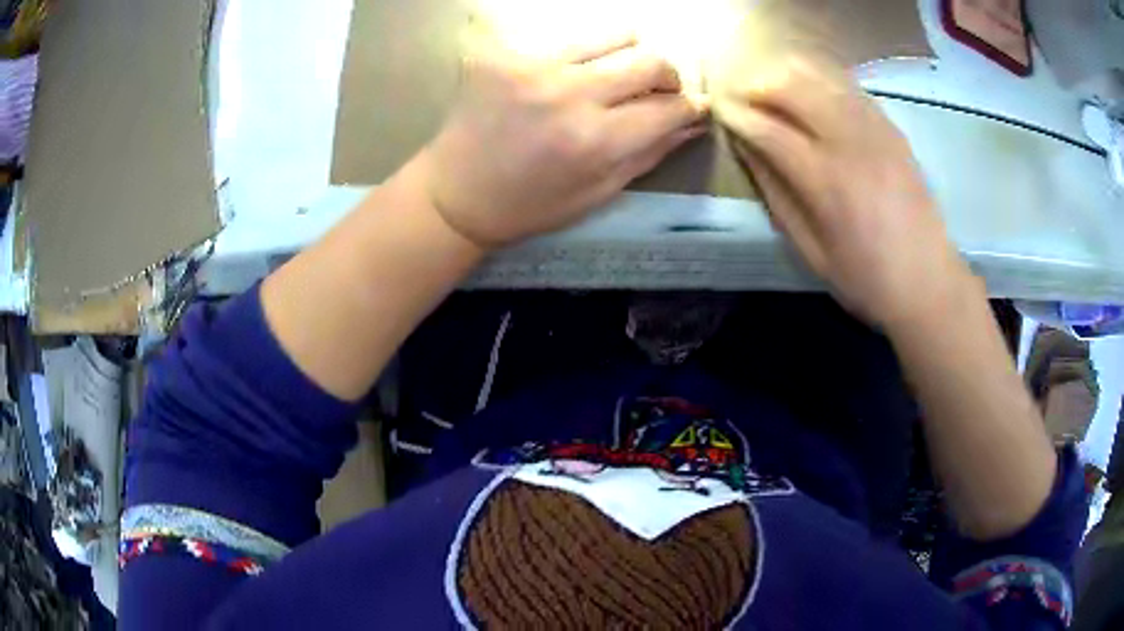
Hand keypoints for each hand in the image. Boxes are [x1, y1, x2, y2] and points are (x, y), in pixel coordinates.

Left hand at [420, 36, 708, 249]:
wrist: (456, 193)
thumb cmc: (531, 204)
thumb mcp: (599, 192)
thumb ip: (650, 153)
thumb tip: (693, 123)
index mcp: (596, 142)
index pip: (669, 108)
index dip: (691, 106)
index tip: (694, 105)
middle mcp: (569, 94)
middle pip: (650, 61)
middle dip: (667, 76)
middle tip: (658, 89)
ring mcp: (533, 66)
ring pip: (615, 34)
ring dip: (628, 54)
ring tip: (613, 74)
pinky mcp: (504, 52)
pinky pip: (565, 36)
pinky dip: (581, 53)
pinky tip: (565, 74)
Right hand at [716, 58, 973, 329]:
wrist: (929, 283)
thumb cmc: (866, 279)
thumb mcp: (810, 251)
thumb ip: (776, 195)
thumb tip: (747, 148)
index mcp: (827, 181)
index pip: (769, 129)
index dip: (737, 115)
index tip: (719, 110)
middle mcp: (850, 142)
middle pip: (793, 86)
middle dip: (757, 82)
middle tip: (741, 94)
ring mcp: (875, 129)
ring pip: (820, 76)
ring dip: (787, 74)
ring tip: (769, 85)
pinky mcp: (891, 127)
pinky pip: (847, 85)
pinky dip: (819, 79)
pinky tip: (808, 89)